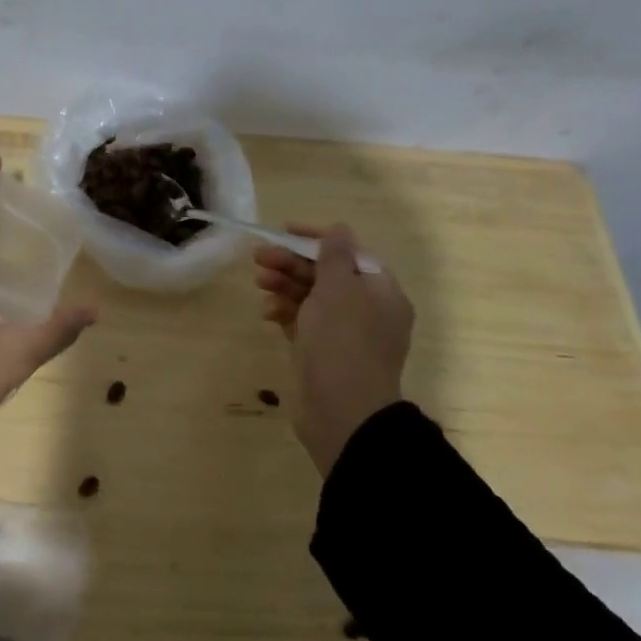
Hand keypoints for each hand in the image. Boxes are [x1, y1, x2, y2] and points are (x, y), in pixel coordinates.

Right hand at [253, 224, 414, 477]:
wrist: (342, 412)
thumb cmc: (342, 342)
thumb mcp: (337, 289)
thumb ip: (334, 255)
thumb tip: (339, 228)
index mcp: (381, 291)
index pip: (349, 252)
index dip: (317, 238)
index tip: (284, 231)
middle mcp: (367, 310)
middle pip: (327, 274)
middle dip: (293, 263)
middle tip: (259, 258)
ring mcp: (345, 334)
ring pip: (312, 298)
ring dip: (285, 285)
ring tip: (259, 282)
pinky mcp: (324, 354)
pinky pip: (304, 323)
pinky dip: (286, 313)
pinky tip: (267, 313)